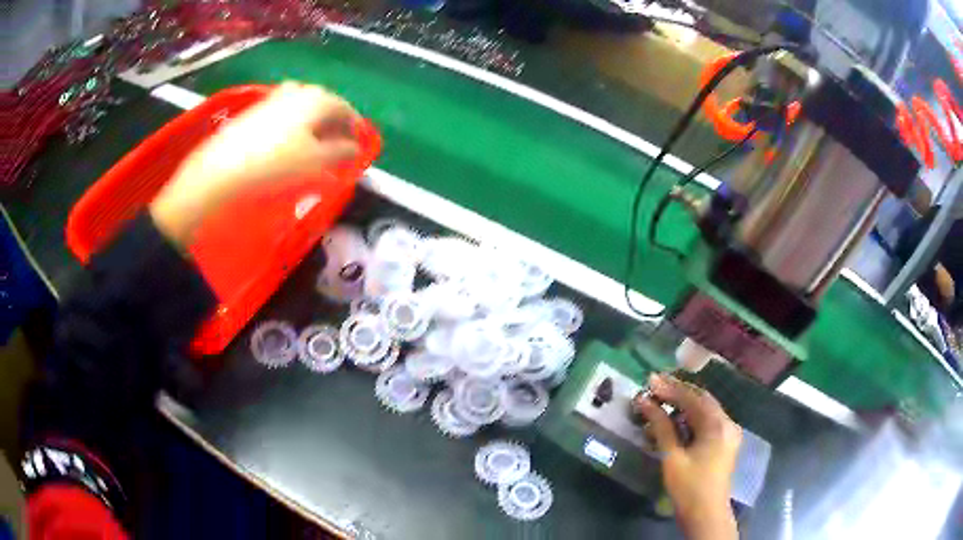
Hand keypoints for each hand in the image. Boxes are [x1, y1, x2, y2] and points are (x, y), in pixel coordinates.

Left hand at [150, 82, 360, 246]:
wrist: (222, 170)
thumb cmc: (275, 165)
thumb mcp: (316, 162)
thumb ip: (341, 152)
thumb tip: (355, 148)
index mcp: (318, 99)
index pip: (345, 108)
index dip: (355, 127)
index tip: (357, 144)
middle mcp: (298, 91)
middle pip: (324, 103)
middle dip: (334, 123)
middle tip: (337, 144)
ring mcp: (273, 98)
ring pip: (302, 107)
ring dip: (312, 122)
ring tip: (312, 144)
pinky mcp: (255, 110)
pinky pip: (283, 112)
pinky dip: (293, 124)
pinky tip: (287, 142)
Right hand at [633, 374, 741, 539]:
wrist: (706, 514)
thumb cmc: (688, 487)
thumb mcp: (672, 457)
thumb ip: (661, 427)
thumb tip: (645, 402)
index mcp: (718, 425)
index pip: (693, 398)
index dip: (670, 388)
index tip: (650, 380)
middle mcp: (727, 423)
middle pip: (702, 400)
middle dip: (678, 392)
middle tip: (655, 386)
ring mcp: (728, 433)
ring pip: (705, 411)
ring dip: (683, 405)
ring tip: (661, 401)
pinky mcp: (725, 443)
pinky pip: (708, 422)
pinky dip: (691, 418)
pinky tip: (675, 421)